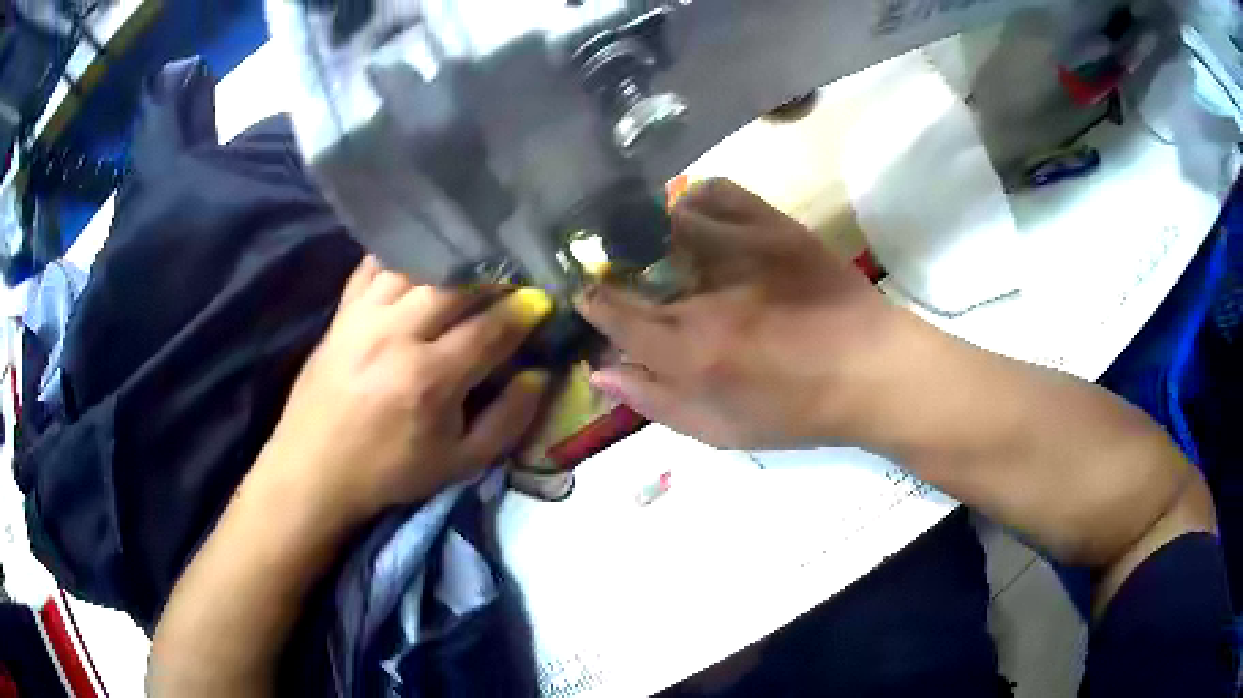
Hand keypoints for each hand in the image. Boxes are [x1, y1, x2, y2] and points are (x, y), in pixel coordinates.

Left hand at [258, 257, 552, 523]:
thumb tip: (537, 375)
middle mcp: (397, 335)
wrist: (315, 469)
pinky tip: (418, 262)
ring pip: (418, 267)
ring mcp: (365, 317)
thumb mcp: (460, 464)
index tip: (542, 302)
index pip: (491, 327)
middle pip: (457, 285)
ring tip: (470, 270)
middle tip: (511, 283)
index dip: (524, 311)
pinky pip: (373, 266)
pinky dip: (400, 257)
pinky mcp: (342, 312)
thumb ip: (507, 420)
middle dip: (495, 278)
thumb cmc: (390, 472)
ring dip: (451, 264)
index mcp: (431, 378)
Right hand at [578, 178, 901, 449]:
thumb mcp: (721, 431)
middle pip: (633, 258)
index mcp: (690, 351)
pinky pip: (719, 191)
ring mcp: (743, 248)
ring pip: (670, 216)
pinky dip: (698, 199)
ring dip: (655, 230)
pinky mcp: (775, 224)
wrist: (874, 371)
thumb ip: (654, 402)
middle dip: (616, 263)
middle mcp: (707, 293)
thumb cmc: (799, 412)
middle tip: (623, 272)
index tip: (588, 296)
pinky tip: (700, 219)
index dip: (592, 301)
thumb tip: (599, 370)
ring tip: (663, 246)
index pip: (613, 311)